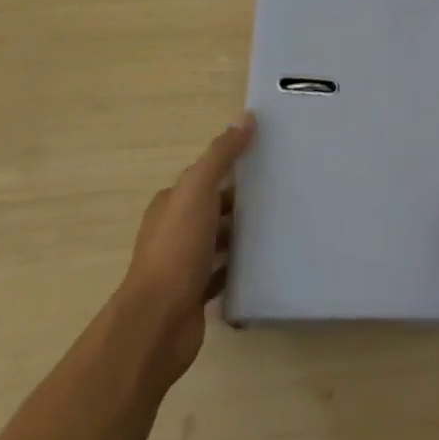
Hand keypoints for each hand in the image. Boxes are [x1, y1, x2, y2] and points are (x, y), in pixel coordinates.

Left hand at [120, 113, 253, 386]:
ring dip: (241, 233)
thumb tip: (245, 117)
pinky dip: (239, 266)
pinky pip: (222, 273)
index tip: (264, 161)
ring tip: (279, 225)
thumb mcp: (198, 190)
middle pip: (211, 208)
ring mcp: (182, 265)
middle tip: (280, 192)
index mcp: (170, 204)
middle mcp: (173, 232)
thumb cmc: (176, 249)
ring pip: (217, 241)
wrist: (158, 322)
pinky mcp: (195, 295)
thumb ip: (220, 155)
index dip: (229, 168)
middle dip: (239, 200)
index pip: (202, 177)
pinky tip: (264, 262)